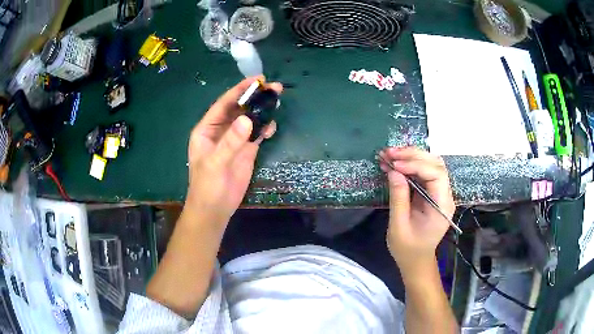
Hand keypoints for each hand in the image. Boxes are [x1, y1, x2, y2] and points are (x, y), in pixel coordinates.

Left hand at [186, 76, 282, 223]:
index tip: (257, 80)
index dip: (240, 90)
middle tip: (274, 87)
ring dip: (262, 111)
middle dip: (255, 97)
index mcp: (208, 129)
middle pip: (239, 109)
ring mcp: (235, 140)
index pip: (224, 104)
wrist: (215, 209)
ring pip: (250, 120)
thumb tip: (248, 119)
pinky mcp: (246, 151)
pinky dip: (265, 128)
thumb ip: (230, 141)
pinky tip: (273, 126)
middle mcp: (221, 130)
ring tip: (277, 100)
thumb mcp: (215, 163)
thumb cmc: (207, 186)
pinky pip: (257, 134)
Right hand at [379, 147, 454, 275]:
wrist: (416, 260)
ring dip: (411, 156)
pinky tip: (395, 163)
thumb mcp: (399, 226)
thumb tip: (393, 171)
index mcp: (442, 207)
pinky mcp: (432, 192)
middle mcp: (445, 196)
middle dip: (412, 155)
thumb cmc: (407, 249)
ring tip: (390, 154)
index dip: (416, 165)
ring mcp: (440, 193)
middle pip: (435, 165)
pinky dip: (409, 164)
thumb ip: (398, 198)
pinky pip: (424, 172)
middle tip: (389, 153)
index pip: (436, 175)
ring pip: (430, 164)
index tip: (395, 165)